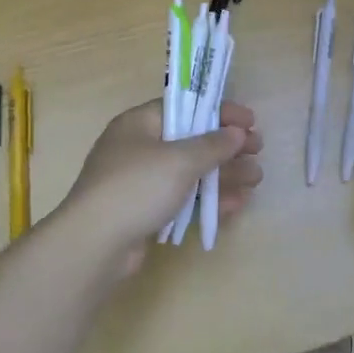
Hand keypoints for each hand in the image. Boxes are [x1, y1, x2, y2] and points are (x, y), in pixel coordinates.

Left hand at [62, 99, 263, 279]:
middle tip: (258, 150)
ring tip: (256, 179)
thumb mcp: (180, 159)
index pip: (185, 108)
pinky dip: (209, 199)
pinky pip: (184, 199)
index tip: (251, 121)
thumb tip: (236, 133)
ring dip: (224, 174)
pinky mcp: (146, 212)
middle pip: (191, 140)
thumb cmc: (137, 187)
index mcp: (140, 124)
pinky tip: (236, 203)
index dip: (219, 112)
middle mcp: (139, 148)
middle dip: (227, 146)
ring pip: (191, 172)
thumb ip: (213, 144)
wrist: (94, 245)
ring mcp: (141, 182)